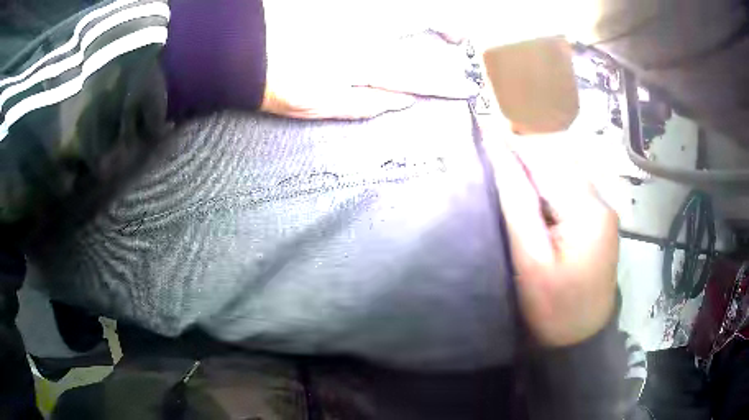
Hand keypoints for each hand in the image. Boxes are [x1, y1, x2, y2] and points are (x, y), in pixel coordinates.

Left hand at [260, 1, 477, 119]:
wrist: (240, 50)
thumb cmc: (275, 83)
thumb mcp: (317, 106)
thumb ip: (363, 104)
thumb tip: (402, 100)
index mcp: (359, 64)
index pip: (414, 75)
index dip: (443, 84)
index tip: (465, 88)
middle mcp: (361, 32)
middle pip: (415, 23)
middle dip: (445, 27)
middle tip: (457, 35)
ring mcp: (350, 13)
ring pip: (397, 8)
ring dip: (421, 13)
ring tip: (435, 21)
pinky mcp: (338, 5)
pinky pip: (371, 4)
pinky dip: (394, 9)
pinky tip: (396, 14)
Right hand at [487, 135, 619, 346]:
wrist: (581, 338)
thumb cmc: (553, 308)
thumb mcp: (531, 260)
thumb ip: (517, 205)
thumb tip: (500, 158)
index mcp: (588, 210)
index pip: (547, 162)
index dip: (516, 145)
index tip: (485, 130)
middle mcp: (602, 202)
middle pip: (560, 162)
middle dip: (526, 150)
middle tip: (492, 145)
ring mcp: (604, 211)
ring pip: (566, 173)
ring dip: (537, 165)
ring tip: (506, 162)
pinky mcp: (601, 221)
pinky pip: (572, 189)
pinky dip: (550, 182)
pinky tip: (532, 188)